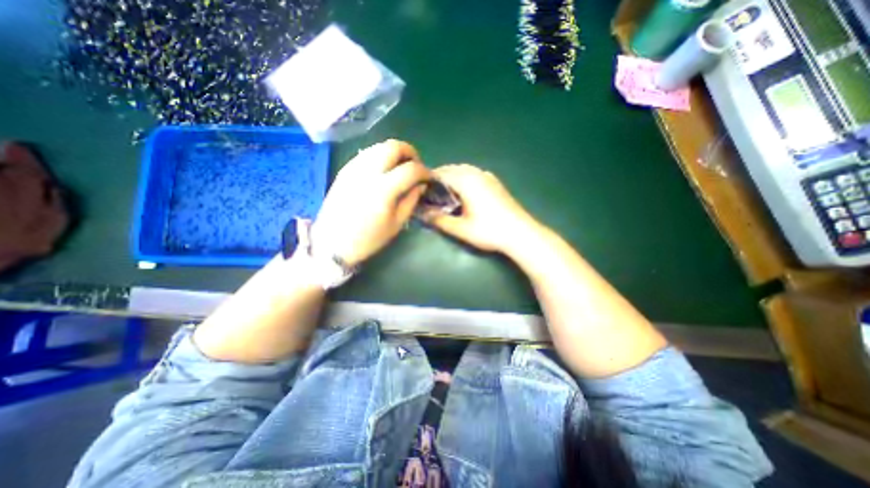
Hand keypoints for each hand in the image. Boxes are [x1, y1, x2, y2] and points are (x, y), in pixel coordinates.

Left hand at [313, 140, 433, 264]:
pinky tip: (383, 170)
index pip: (411, 169)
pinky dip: (380, 156)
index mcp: (383, 189)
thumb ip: (411, 200)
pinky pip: (367, 153)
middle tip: (415, 166)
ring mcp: (353, 168)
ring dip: (395, 152)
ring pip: (379, 146)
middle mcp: (368, 172)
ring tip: (400, 167)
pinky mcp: (344, 170)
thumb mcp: (396, 224)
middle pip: (394, 146)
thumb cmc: (368, 239)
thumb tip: (421, 184)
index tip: (429, 178)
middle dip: (410, 152)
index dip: (424, 171)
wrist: (332, 243)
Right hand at [421, 165, 537, 255]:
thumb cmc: (489, 231)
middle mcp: (476, 173)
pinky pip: (474, 174)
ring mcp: (488, 176)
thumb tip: (420, 213)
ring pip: (464, 170)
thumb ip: (439, 219)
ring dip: (452, 177)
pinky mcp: (495, 182)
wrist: (520, 233)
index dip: (428, 180)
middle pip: (452, 169)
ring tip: (444, 193)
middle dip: (439, 178)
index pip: (441, 173)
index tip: (419, 191)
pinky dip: (464, 178)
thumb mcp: (461, 228)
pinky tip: (464, 192)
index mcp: (466, 181)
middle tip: (430, 194)